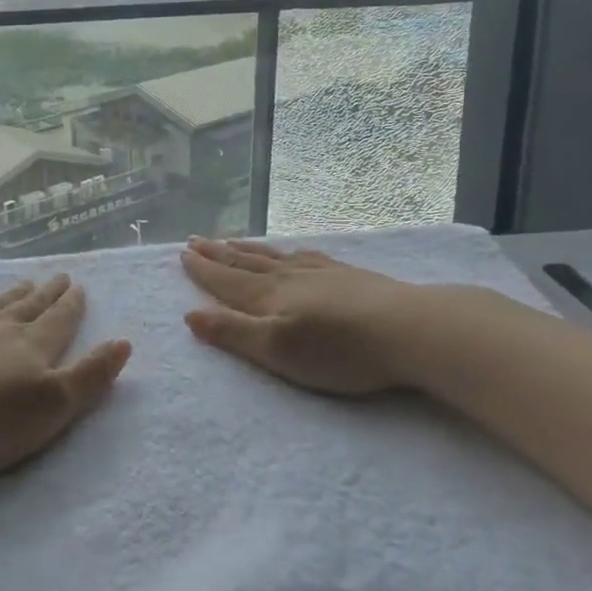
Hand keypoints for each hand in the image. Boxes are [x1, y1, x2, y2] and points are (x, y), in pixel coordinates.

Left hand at [0, 274, 131, 476]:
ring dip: (11, 295)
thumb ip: (90, 375)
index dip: (71, 305)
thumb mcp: (54, 405)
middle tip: (59, 277)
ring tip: (24, 283)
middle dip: (47, 294)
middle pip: (29, 307)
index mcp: (33, 346)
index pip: (59, 320)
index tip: (79, 286)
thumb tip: (123, 342)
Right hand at [181, 237, 475, 396]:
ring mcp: (321, 272)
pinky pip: (306, 256)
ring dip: (248, 249)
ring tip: (231, 241)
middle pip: (246, 262)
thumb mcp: (277, 350)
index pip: (226, 280)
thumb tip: (190, 314)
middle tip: (195, 240)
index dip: (203, 269)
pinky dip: (288, 252)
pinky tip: (293, 252)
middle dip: (218, 253)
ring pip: (274, 256)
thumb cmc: (339, 349)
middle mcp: (290, 277)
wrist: (410, 329)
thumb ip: (233, 333)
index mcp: (269, 296)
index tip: (182, 253)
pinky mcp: (349, 275)